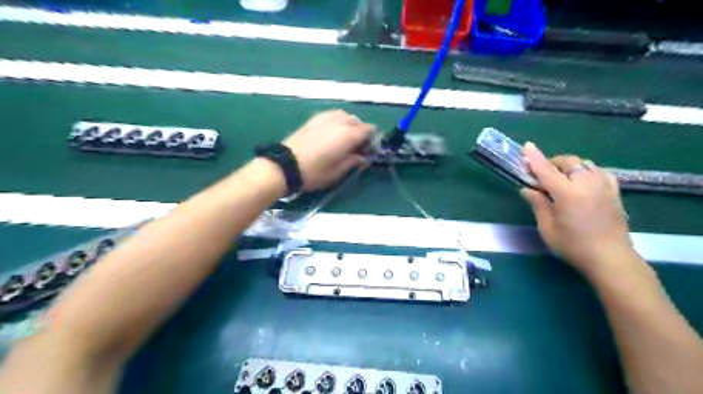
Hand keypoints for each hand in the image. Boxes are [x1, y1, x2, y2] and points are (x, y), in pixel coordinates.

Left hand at [281, 109, 376, 190]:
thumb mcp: (337, 172)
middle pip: (358, 121)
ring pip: (345, 115)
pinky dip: (338, 121)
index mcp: (348, 135)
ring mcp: (325, 117)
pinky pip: (332, 115)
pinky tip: (333, 132)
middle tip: (358, 147)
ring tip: (346, 139)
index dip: (372, 140)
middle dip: (362, 132)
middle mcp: (339, 121)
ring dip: (350, 125)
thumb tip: (362, 157)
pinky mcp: (313, 119)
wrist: (285, 165)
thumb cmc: (314, 172)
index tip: (369, 151)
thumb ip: (353, 162)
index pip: (369, 130)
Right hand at [518, 142, 634, 277]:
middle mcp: (587, 184)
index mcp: (568, 194)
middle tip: (541, 176)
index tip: (527, 146)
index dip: (535, 158)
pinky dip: (587, 171)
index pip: (546, 170)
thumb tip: (527, 189)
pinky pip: (599, 171)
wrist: (610, 258)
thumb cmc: (573, 246)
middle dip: (552, 163)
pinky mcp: (614, 191)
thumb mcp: (547, 228)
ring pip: (584, 164)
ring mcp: (603, 186)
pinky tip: (581, 181)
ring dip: (569, 167)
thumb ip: (538, 204)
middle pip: (568, 162)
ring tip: (560, 179)